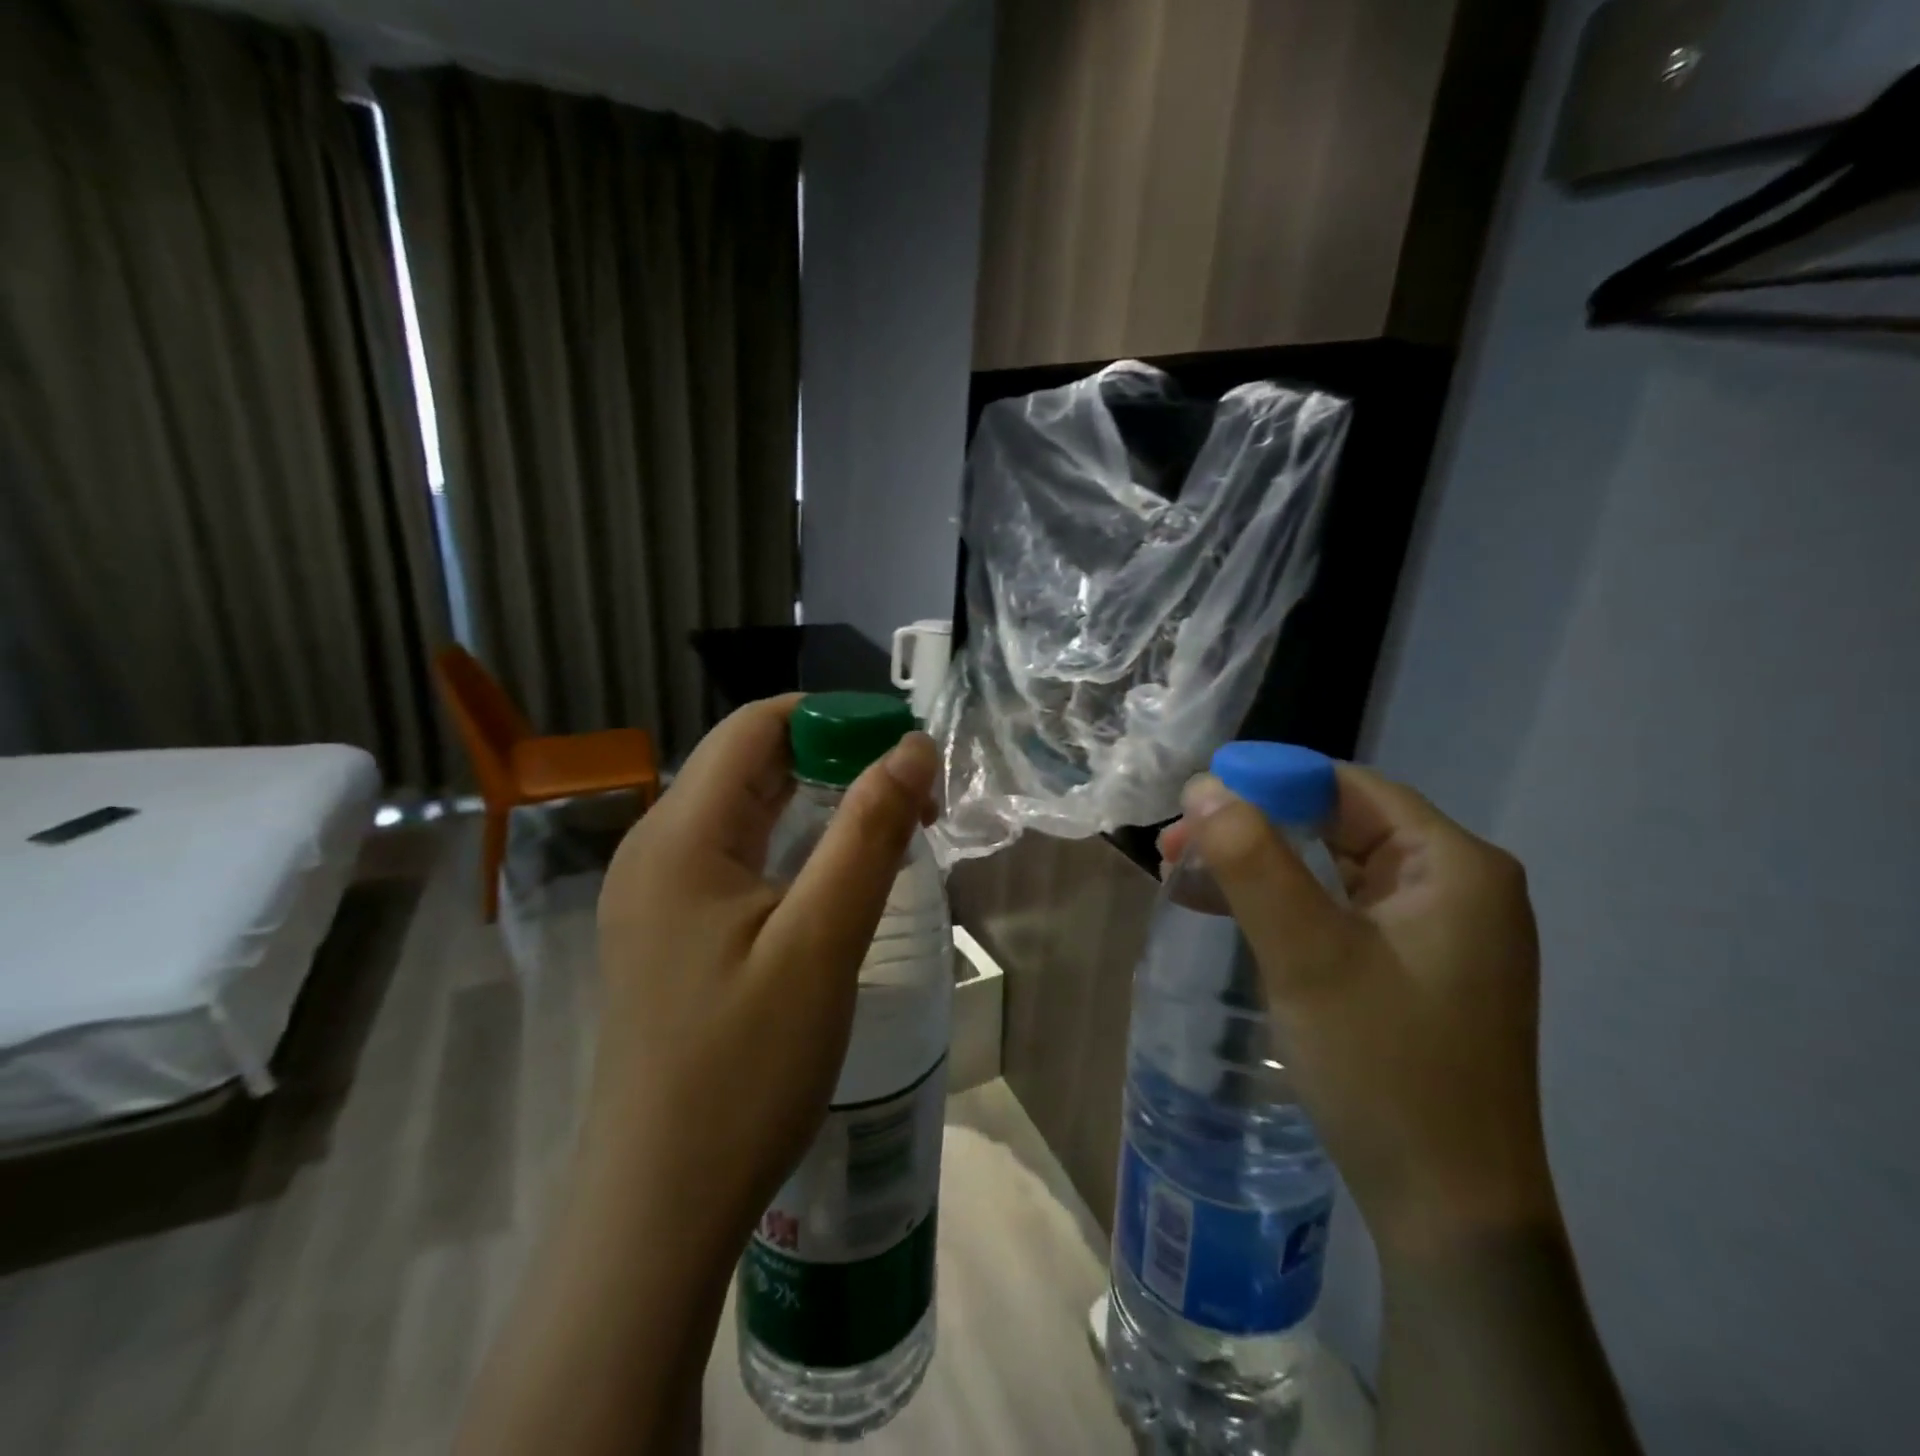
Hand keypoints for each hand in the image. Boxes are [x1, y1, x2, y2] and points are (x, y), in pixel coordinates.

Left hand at [590, 694, 939, 1241]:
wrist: (662, 1203)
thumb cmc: (744, 1069)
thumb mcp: (821, 941)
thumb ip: (869, 833)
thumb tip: (913, 747)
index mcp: (680, 835)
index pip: (755, 727)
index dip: (833, 717)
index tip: (905, 745)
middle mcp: (657, 848)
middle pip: (750, 764)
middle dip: (834, 759)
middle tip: (913, 794)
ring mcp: (657, 893)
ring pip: (747, 811)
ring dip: (819, 802)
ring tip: (892, 826)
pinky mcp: (671, 931)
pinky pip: (737, 857)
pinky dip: (794, 845)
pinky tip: (837, 874)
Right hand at [1163, 764, 1556, 1258]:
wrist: (1449, 1211)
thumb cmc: (1384, 1067)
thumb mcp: (1307, 954)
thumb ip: (1253, 861)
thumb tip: (1203, 786)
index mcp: (1455, 866)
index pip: (1347, 788)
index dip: (1266, 782)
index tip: (1194, 803)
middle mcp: (1460, 886)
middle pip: (1340, 823)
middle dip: (1254, 826)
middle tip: (1179, 844)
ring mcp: (1442, 931)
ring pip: (1336, 866)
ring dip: (1262, 864)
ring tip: (1188, 873)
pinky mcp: (1419, 967)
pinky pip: (1342, 909)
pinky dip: (1286, 902)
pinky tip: (1235, 912)